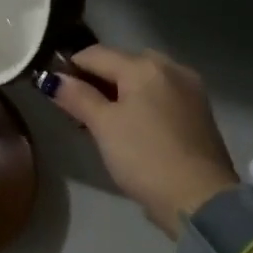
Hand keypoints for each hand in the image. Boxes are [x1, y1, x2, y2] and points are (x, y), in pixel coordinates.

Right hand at [45, 46, 237, 236]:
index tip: (53, 88)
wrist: (200, 198)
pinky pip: (160, 95)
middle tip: (77, 107)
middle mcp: (171, 68)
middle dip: (97, 79)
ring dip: (119, 91)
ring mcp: (189, 89)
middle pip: (122, 63)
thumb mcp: (103, 126)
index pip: (95, 54)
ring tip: (102, 119)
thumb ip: (77, 96)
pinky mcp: (199, 112)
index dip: (69, 67)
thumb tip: (52, 79)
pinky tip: (132, 126)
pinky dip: (141, 102)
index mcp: (144, 66)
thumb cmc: (144, 157)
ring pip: (143, 79)